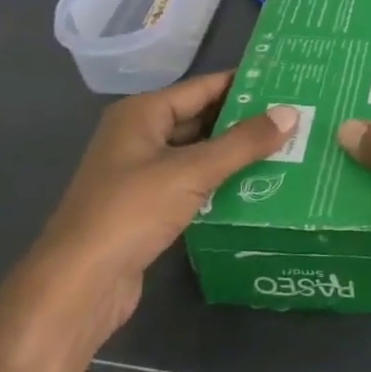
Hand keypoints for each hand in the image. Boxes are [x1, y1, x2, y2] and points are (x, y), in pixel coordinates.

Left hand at [18, 71, 296, 347]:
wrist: (77, 288)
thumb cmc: (130, 213)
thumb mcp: (192, 172)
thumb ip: (243, 142)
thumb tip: (290, 113)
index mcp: (142, 114)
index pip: (203, 87)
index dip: (244, 85)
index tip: (286, 83)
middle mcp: (139, 136)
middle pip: (201, 119)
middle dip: (244, 121)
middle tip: (294, 119)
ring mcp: (140, 174)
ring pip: (197, 154)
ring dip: (234, 155)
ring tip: (286, 150)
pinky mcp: (146, 209)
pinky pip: (191, 184)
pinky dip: (219, 183)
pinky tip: (255, 187)